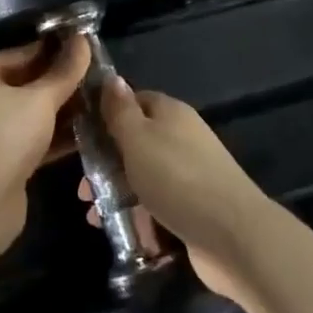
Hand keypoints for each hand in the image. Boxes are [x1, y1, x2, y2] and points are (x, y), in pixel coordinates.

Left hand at [0, 34, 88, 245]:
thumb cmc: (3, 136)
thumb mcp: (40, 99)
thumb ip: (65, 71)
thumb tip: (84, 39)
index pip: (22, 52)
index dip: (56, 50)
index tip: (88, 49)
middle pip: (26, 83)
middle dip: (61, 82)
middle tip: (99, 76)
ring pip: (30, 113)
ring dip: (62, 110)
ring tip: (100, 103)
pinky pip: (31, 138)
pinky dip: (54, 136)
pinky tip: (87, 132)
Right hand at [79, 79, 274, 309]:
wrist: (232, 233)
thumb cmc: (176, 177)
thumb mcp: (138, 138)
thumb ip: (121, 111)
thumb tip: (112, 78)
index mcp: (170, 113)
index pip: (133, 101)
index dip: (106, 115)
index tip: (80, 137)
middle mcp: (181, 138)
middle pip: (135, 143)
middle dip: (106, 164)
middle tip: (83, 189)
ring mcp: (189, 174)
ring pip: (143, 177)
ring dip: (117, 193)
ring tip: (94, 217)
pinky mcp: (193, 208)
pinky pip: (156, 205)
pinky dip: (137, 216)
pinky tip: (118, 232)